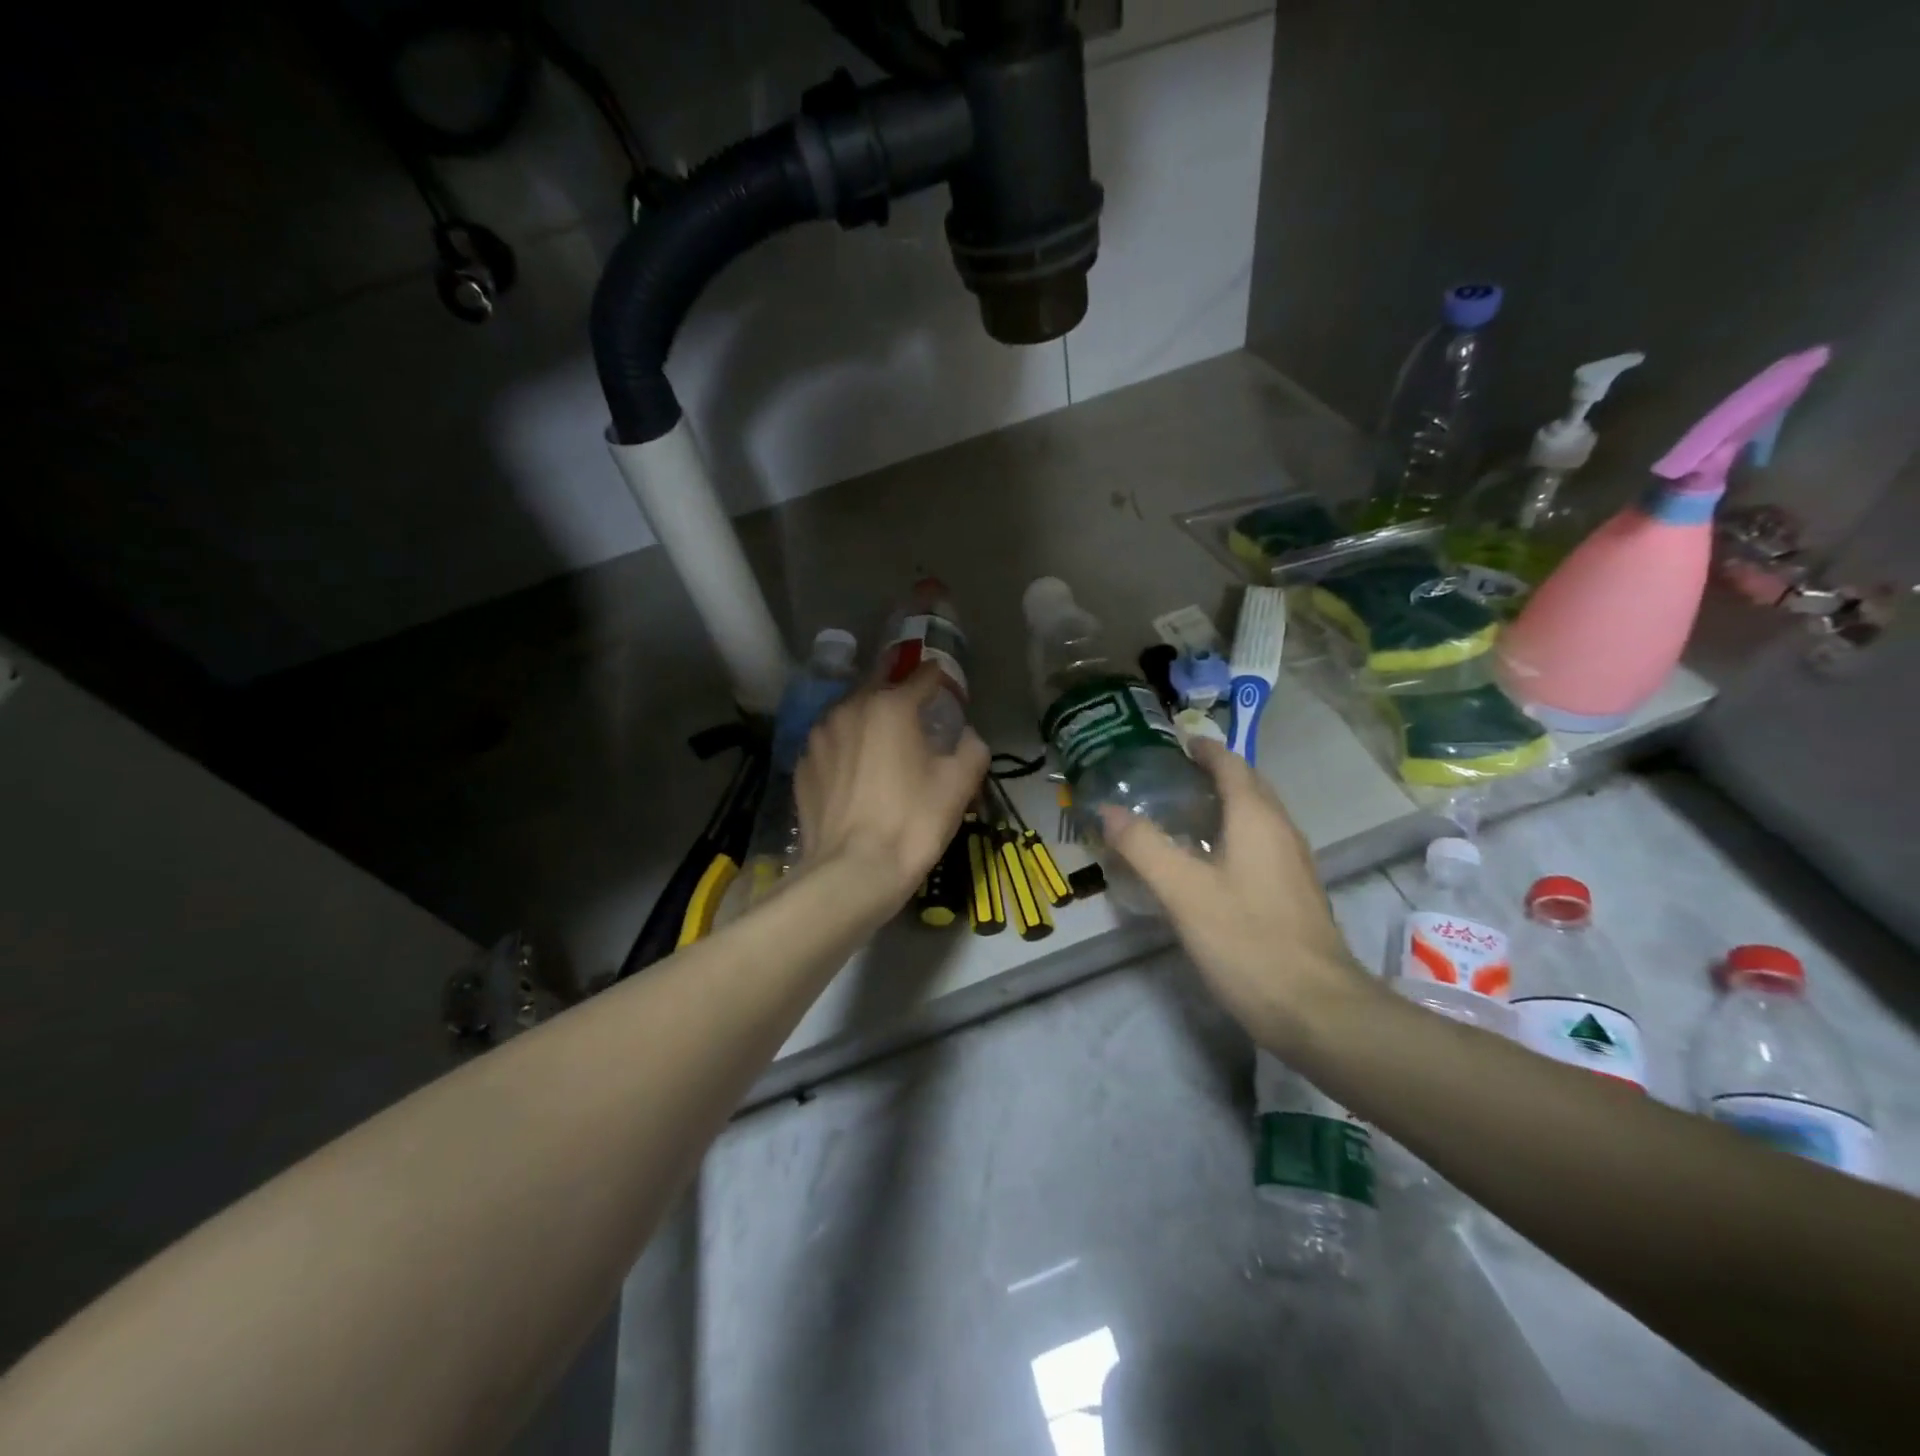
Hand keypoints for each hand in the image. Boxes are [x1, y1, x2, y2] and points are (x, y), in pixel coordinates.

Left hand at [795, 664, 988, 909]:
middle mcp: (849, 709)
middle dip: (898, 688)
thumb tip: (966, 735)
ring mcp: (819, 737)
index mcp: (891, 706)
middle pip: (878, 684)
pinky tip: (856, 770)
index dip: (939, 678)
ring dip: (868, 716)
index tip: (947, 687)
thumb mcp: (959, 784)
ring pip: (849, 713)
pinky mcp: (803, 765)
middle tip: (914, 703)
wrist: (852, 872)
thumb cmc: (912, 822)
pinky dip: (846, 747)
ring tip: (882, 737)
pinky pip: (831, 744)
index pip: (922, 676)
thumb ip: (972, 747)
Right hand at [1100, 740, 1370, 1050]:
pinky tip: (1206, 862)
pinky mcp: (1294, 893)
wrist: (1316, 1009)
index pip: (1231, 764)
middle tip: (1167, 777)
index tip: (1172, 743)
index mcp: (1257, 818)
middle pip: (1248, 786)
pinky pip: (1260, 845)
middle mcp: (1281, 831)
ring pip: (1256, 817)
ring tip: (1179, 813)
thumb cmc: (1246, 939)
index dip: (1203, 749)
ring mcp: (1293, 863)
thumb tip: (1108, 809)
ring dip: (1223, 805)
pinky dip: (1232, 836)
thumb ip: (1143, 845)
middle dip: (1212, 773)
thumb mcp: (1183, 890)